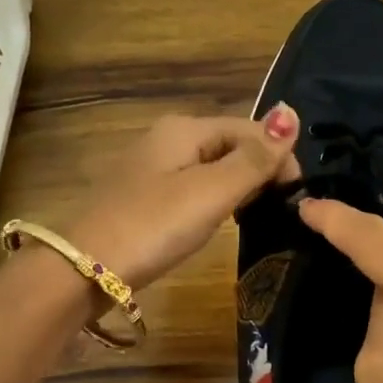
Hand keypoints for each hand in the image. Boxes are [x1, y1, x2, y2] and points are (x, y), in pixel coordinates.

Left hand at [65, 109, 300, 291]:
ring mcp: (154, 166)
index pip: (250, 129)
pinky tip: (220, 221)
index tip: (296, 196)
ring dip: (240, 186)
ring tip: (256, 216)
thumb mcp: (212, 192)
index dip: (279, 156)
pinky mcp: (146, 195)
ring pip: (214, 166)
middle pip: (231, 144)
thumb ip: (254, 158)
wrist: (86, 268)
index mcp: (186, 128)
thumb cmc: (155, 225)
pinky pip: (194, 186)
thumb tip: (291, 113)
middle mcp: (168, 137)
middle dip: (260, 170)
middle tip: (278, 209)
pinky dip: (215, 199)